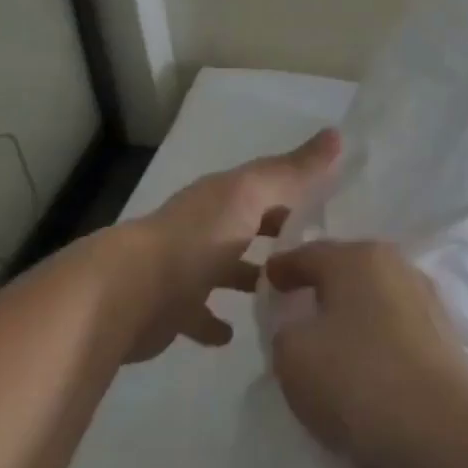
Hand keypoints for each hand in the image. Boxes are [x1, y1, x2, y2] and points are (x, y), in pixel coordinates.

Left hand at [117, 129, 339, 363]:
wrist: (130, 293)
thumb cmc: (198, 238)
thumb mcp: (252, 195)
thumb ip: (293, 170)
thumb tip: (337, 134)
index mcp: (224, 197)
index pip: (269, 187)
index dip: (299, 192)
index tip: (335, 206)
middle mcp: (205, 227)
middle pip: (249, 226)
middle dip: (279, 235)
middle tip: (321, 255)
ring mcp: (186, 269)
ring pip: (228, 270)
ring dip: (252, 278)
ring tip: (292, 295)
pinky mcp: (173, 309)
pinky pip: (201, 315)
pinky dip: (216, 323)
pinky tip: (236, 334)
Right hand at [263, 239, 467, 467]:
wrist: (443, 428)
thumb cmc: (358, 378)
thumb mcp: (293, 355)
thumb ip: (285, 329)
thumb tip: (302, 325)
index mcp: (358, 257)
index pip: (309, 253)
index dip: (282, 267)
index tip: (266, 279)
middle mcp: (397, 266)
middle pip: (347, 270)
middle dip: (322, 285)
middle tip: (296, 305)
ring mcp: (426, 300)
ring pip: (374, 298)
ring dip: (352, 313)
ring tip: (328, 339)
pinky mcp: (444, 336)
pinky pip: (395, 328)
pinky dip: (375, 338)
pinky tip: (364, 361)